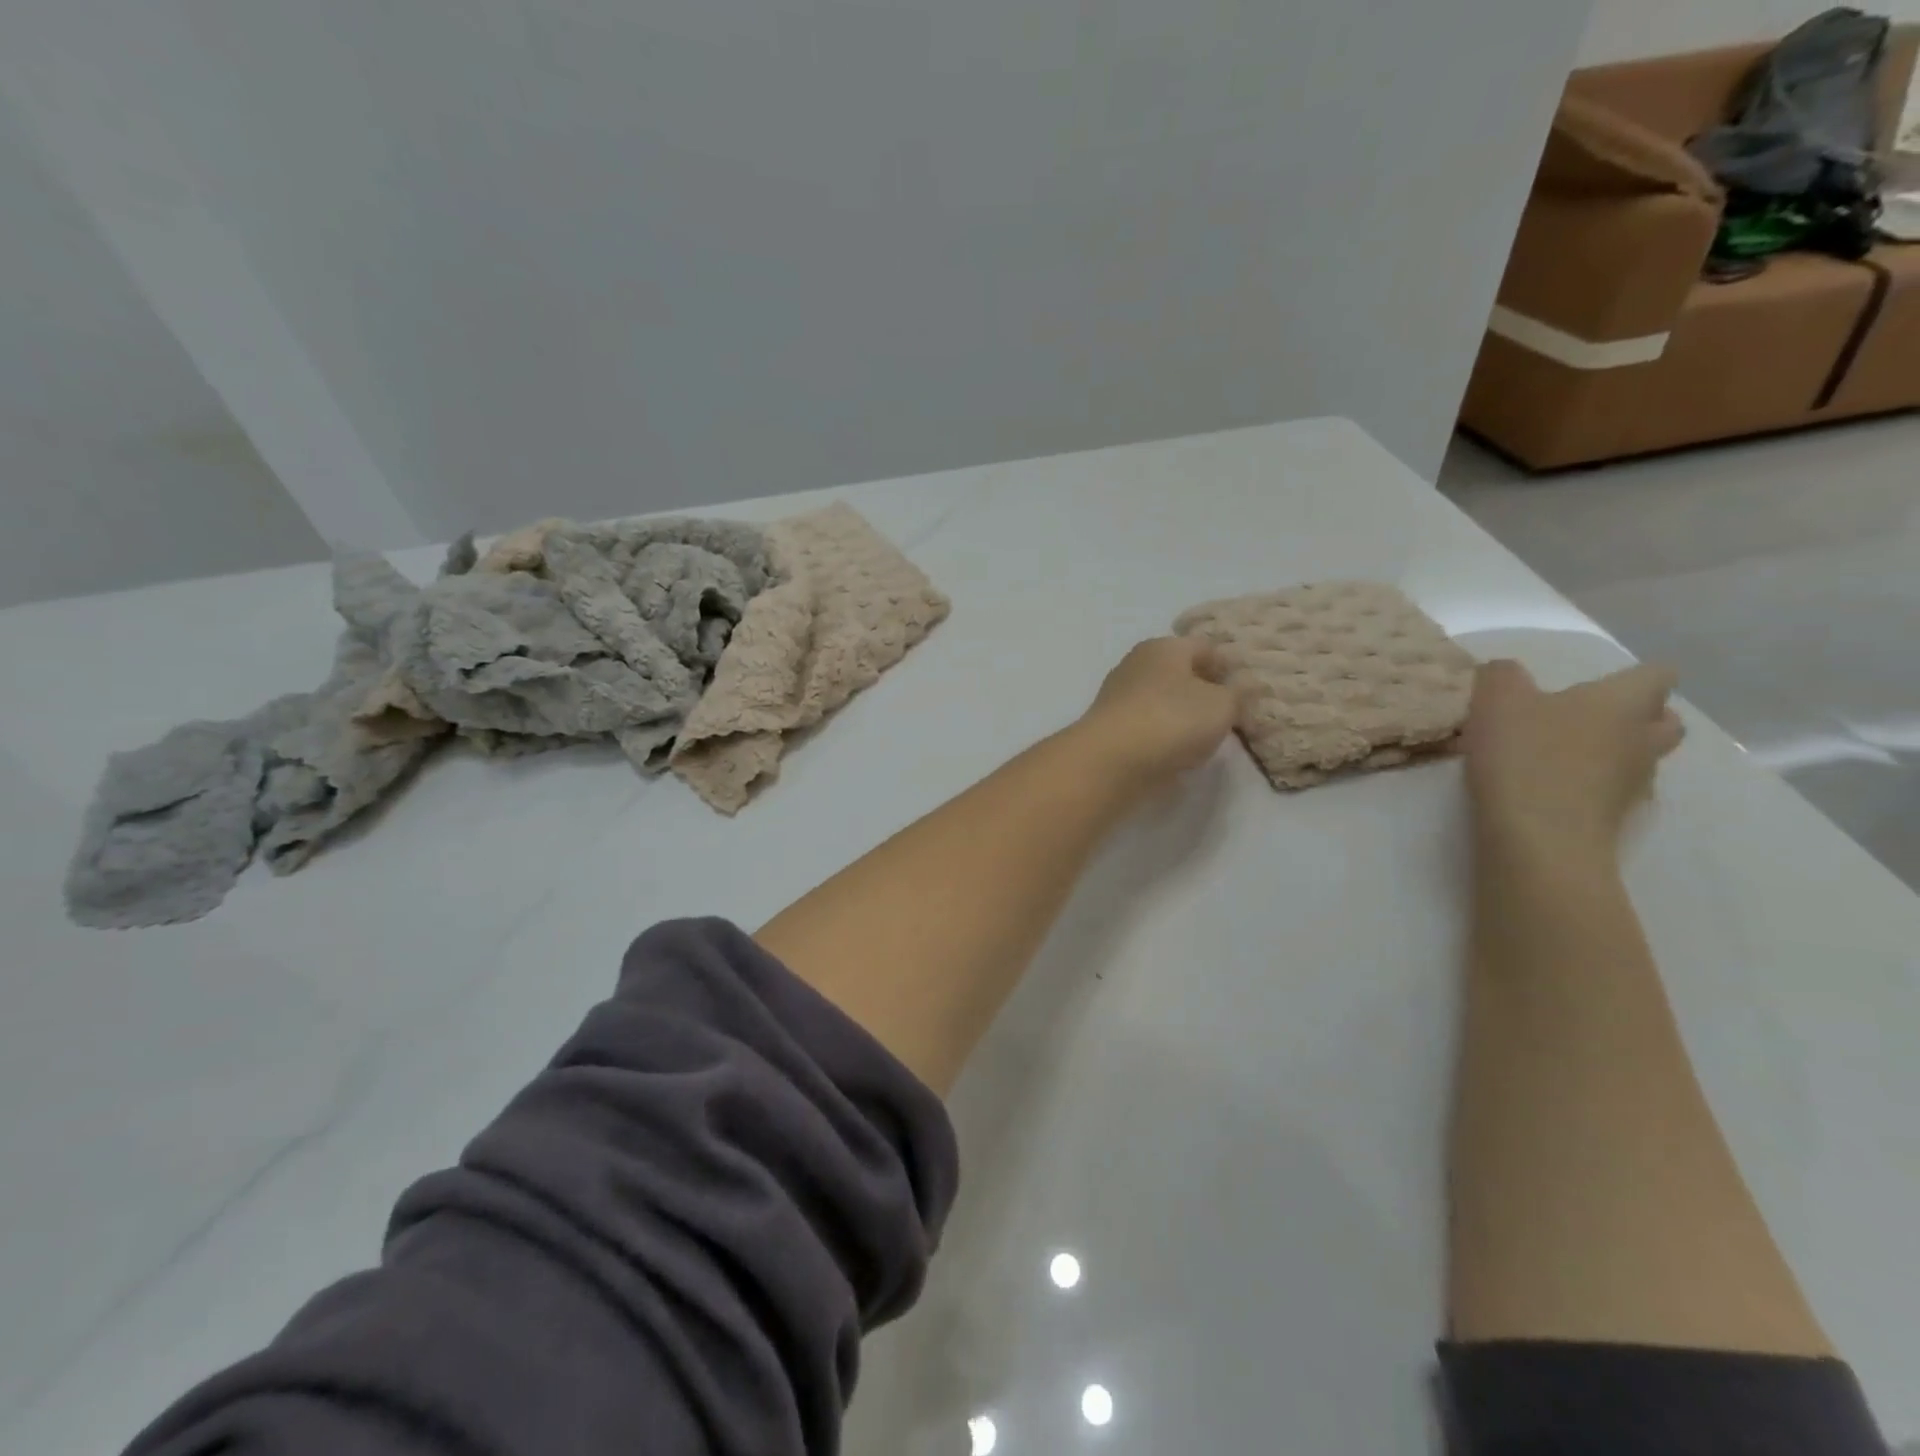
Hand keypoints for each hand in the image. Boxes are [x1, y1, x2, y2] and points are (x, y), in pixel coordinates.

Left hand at [1073, 637, 1244, 788]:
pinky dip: (1161, 737)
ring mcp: (1118, 697)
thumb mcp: (1222, 705)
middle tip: (1227, 717)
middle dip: (1203, 692)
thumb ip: (1238, 695)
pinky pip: (1146, 727)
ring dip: (1181, 717)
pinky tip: (1174, 755)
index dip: (1228, 667)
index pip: (1205, 647)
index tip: (1246, 693)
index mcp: (1164, 647)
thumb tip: (1241, 687)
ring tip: (1203, 740)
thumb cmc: (1172, 720)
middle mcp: (1136, 664)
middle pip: (1180, 674)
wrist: (1110, 761)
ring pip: (1161, 701)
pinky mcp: (1110, 728)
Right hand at [1463, 659, 1684, 857]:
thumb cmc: (1525, 756)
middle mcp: (1644, 739)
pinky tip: (1554, 791)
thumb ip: (1500, 675)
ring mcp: (1635, 783)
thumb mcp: (1495, 700)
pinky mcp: (1616, 819)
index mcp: (1624, 702)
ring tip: (1564, 756)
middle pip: (1663, 721)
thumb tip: (1505, 673)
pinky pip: (1614, 792)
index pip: (1656, 675)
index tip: (1593, 682)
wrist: (1538, 838)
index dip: (1631, 675)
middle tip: (1588, 718)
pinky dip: (1593, 788)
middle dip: (1636, 716)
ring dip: (1614, 754)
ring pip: (1641, 758)